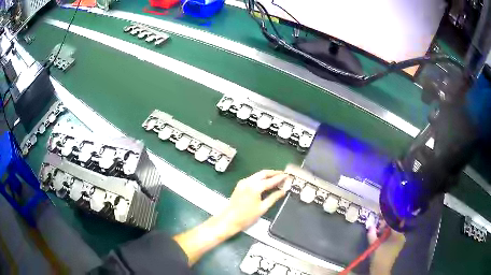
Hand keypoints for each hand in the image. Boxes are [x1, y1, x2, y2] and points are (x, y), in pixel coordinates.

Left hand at [174, 170, 286, 265]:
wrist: (229, 220)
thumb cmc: (246, 217)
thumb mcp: (262, 208)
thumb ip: (273, 198)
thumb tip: (283, 191)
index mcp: (255, 187)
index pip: (271, 180)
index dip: (280, 178)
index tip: (288, 176)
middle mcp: (249, 181)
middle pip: (264, 173)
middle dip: (274, 173)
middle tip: (283, 174)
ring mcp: (243, 182)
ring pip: (258, 175)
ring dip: (267, 175)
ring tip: (277, 178)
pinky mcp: (240, 185)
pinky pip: (253, 178)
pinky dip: (261, 178)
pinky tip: (266, 183)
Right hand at [368, 222, 405, 274]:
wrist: (381, 270)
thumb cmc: (379, 257)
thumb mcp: (374, 245)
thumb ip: (372, 234)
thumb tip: (370, 225)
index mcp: (399, 235)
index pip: (394, 222)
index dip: (387, 219)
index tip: (380, 217)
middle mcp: (401, 236)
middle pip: (394, 225)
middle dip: (386, 224)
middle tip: (377, 226)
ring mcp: (400, 241)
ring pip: (393, 230)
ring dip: (386, 230)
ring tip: (378, 231)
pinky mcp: (397, 245)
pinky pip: (393, 235)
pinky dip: (387, 234)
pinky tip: (381, 236)